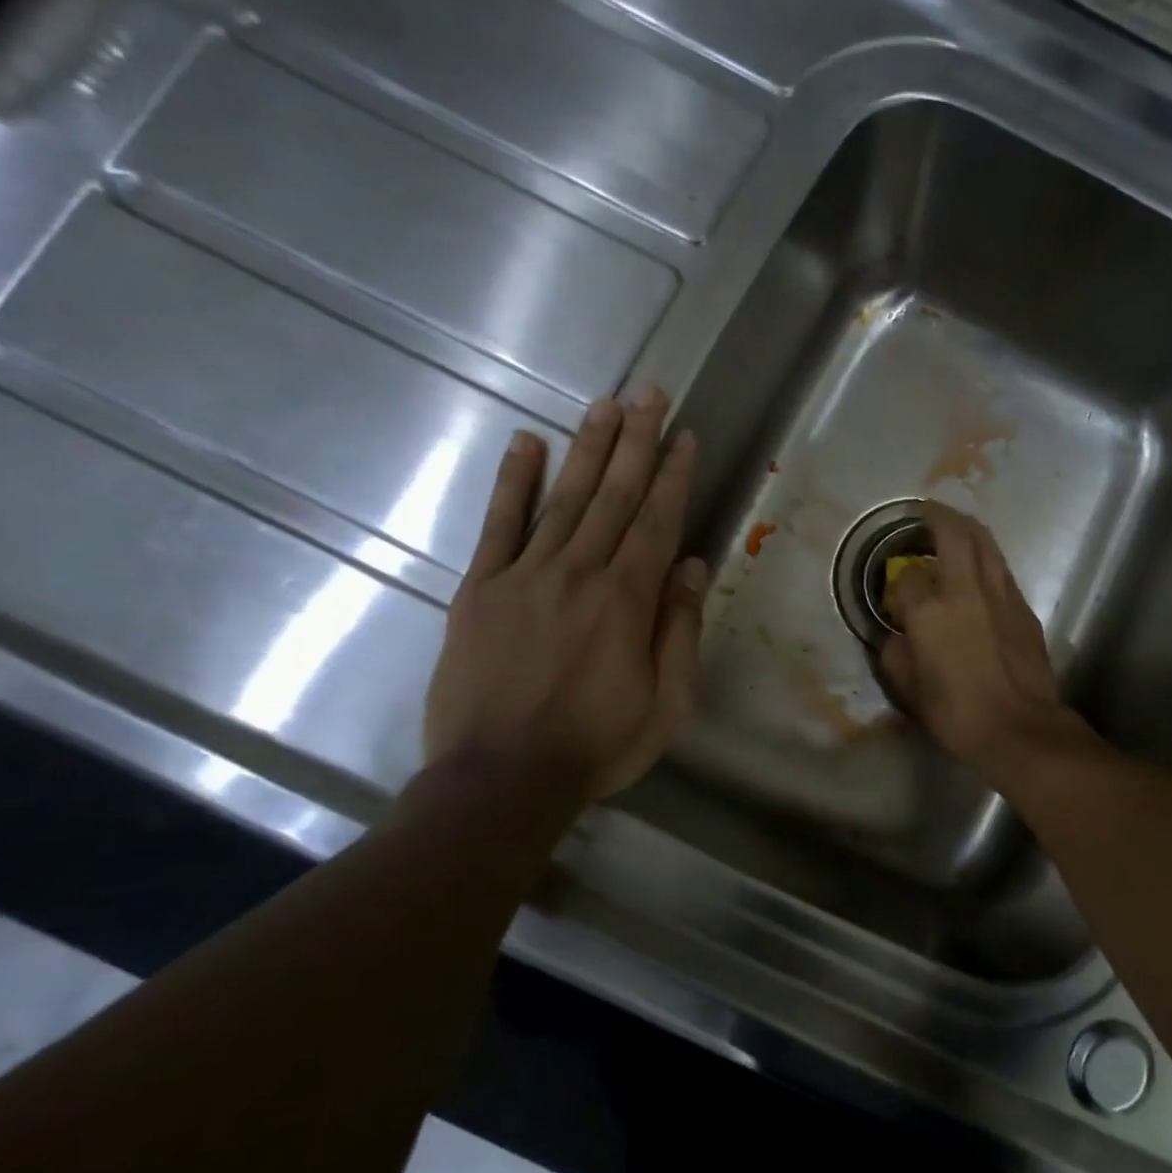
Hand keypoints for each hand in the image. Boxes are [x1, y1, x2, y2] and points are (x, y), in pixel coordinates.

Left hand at [424, 389, 706, 802]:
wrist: (500, 780)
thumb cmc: (597, 745)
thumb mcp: (666, 702)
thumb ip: (679, 629)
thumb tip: (691, 566)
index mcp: (627, 601)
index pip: (656, 521)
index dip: (671, 475)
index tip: (683, 435)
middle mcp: (578, 574)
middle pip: (612, 496)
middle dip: (635, 441)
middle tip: (648, 393)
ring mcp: (524, 576)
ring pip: (563, 499)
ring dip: (587, 448)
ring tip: (606, 404)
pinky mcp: (480, 589)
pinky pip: (498, 526)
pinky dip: (513, 483)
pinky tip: (527, 444)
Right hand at [879, 504, 1083, 778]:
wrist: (1020, 729)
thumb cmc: (958, 714)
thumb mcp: (910, 690)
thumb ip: (896, 654)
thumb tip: (896, 636)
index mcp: (930, 612)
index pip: (907, 578)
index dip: (898, 581)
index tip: (897, 592)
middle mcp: (966, 591)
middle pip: (955, 534)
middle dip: (938, 516)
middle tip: (926, 513)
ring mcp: (1001, 595)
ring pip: (986, 544)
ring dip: (968, 529)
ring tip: (954, 528)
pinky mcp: (1024, 608)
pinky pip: (1002, 570)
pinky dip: (987, 560)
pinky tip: (980, 572)